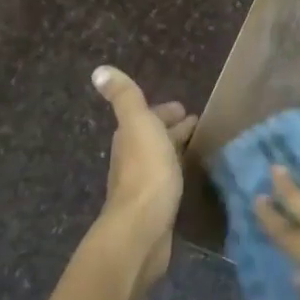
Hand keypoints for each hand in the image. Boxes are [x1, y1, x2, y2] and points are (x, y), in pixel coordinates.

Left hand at [91, 66, 195, 290]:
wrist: (142, 228)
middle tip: (198, 125)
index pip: (148, 117)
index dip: (165, 112)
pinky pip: (169, 182)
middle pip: (154, 138)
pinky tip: (190, 177)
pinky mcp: (157, 208)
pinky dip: (179, 172)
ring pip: (162, 159)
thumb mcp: (138, 125)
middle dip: (173, 129)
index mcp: (129, 138)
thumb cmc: (145, 172)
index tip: (187, 110)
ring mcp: (144, 185)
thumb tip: (99, 70)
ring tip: (199, 147)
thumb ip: (125, 98)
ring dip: (177, 150)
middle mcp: (132, 160)